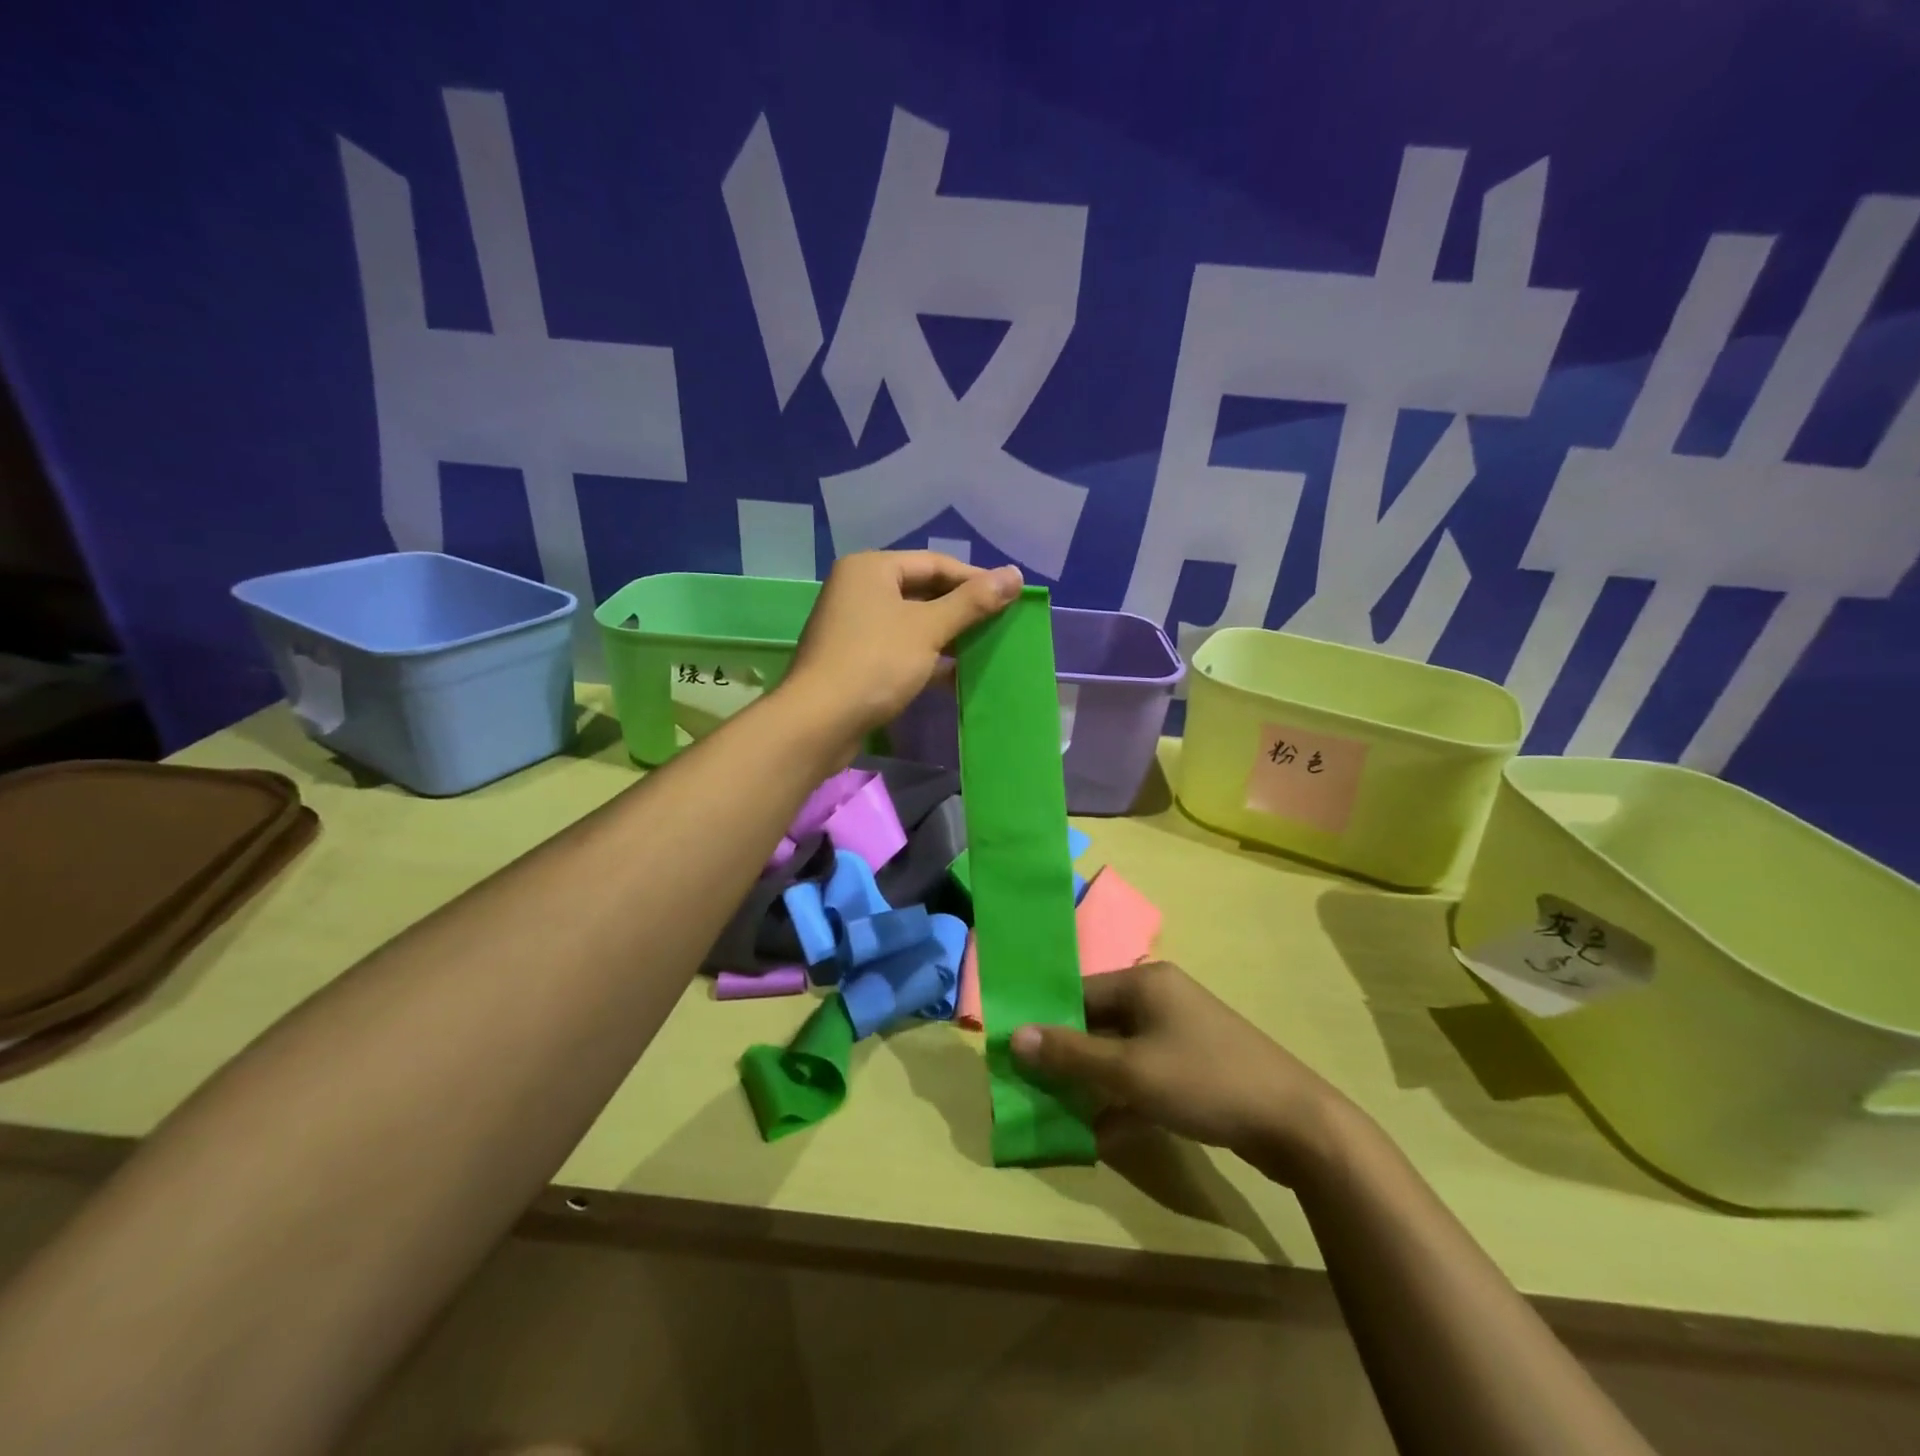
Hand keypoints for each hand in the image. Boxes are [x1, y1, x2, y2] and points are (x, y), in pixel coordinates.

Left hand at [780, 550, 1021, 747]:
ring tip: (985, 648)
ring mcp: (854, 626)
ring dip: (947, 636)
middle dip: (961, 609)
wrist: (819, 721)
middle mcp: (858, 589)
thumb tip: (1014, 574)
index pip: (934, 563)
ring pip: (912, 623)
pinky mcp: (855, 659)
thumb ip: (972, 601)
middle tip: (1000, 623)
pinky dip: (927, 658)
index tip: (1009, 598)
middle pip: (922, 591)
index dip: (974, 579)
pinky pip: (900, 648)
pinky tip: (956, 676)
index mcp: (871, 569)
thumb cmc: (875, 663)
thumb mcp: (929, 629)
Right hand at [1010, 962, 1350, 1183]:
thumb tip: (1013, 1036)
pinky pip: (1145, 1076)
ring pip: (1120, 1053)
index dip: (1046, 1022)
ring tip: (1058, 1112)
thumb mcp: (1129, 1070)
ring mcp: (1181, 1034)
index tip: (1014, 1053)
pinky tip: (1101, 1134)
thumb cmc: (1204, 1081)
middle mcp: (1161, 999)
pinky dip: (1124, 1100)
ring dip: (1093, 1083)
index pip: (1079, 993)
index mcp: (1144, 983)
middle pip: (1099, 1023)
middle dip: (1068, 1057)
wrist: (1296, 1125)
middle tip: (1031, 1086)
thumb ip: (1070, 1054)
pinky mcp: (1195, 1067)